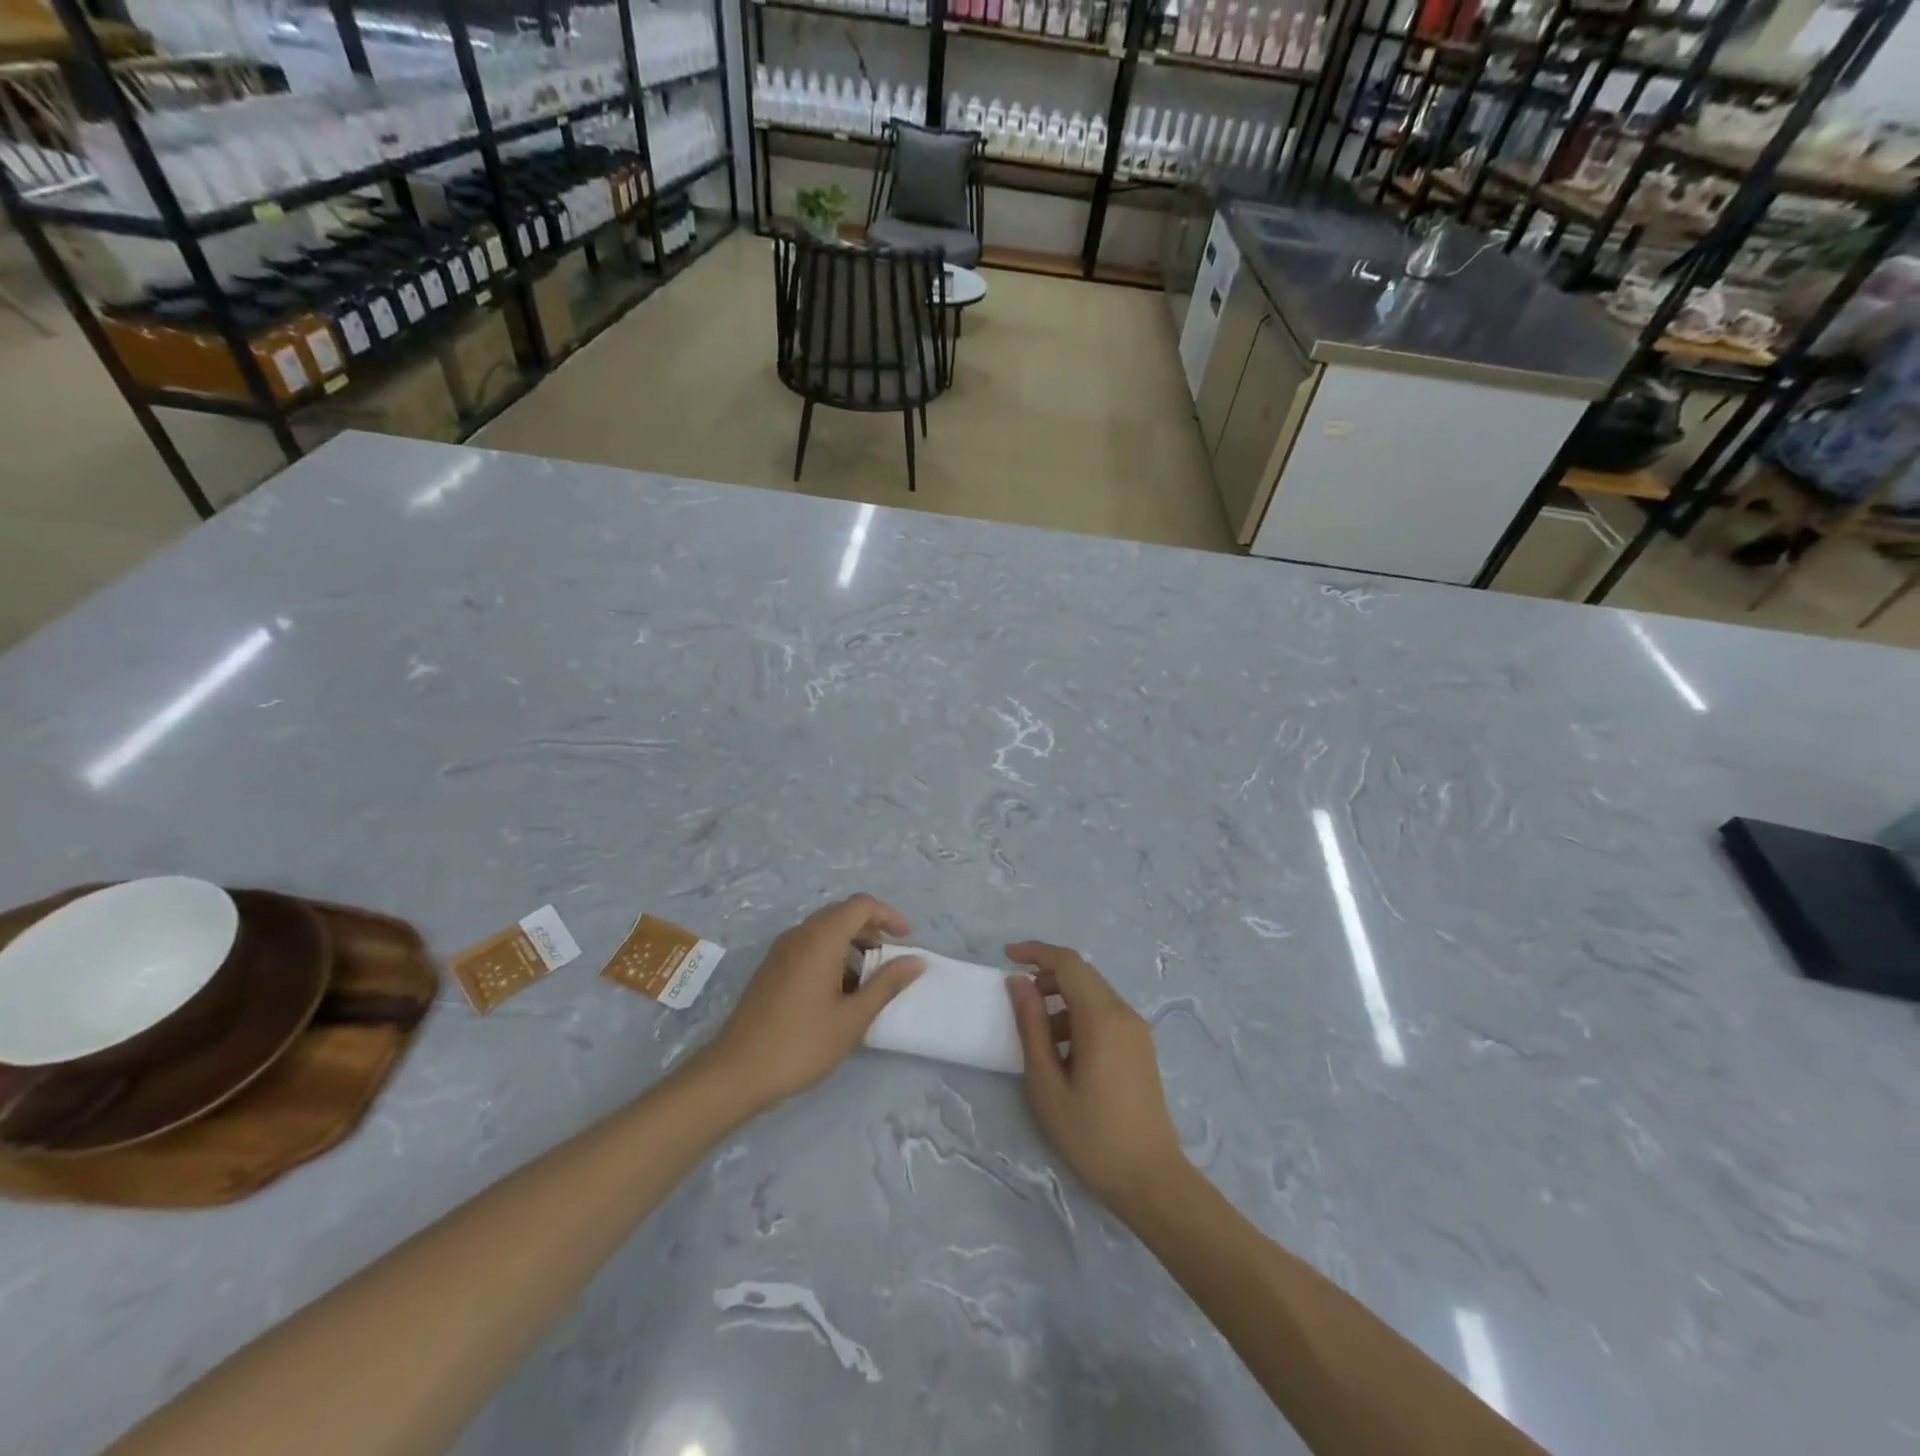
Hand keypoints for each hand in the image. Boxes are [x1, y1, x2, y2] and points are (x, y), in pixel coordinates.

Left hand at [698, 894, 922, 1110]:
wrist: (735, 1072)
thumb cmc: (800, 1044)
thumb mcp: (852, 1018)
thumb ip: (886, 985)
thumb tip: (916, 961)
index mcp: (820, 939)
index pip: (860, 905)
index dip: (888, 915)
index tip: (906, 939)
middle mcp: (799, 935)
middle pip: (842, 913)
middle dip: (871, 929)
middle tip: (890, 959)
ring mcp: (781, 951)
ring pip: (824, 930)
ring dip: (851, 943)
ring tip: (868, 979)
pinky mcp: (771, 968)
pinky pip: (808, 945)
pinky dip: (831, 955)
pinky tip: (839, 991)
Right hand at [1005, 941, 1186, 1215]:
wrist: (1150, 1179)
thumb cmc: (1091, 1135)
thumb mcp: (1047, 1083)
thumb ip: (1031, 1026)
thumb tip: (1017, 982)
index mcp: (1102, 1018)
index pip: (1068, 963)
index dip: (1036, 952)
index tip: (1006, 956)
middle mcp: (1124, 1013)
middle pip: (1082, 975)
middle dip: (1047, 976)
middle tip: (1016, 998)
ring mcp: (1136, 1030)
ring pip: (1093, 995)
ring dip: (1062, 1000)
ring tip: (1036, 1035)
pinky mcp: (1140, 1047)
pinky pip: (1105, 1015)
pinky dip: (1078, 1017)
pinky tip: (1062, 1053)